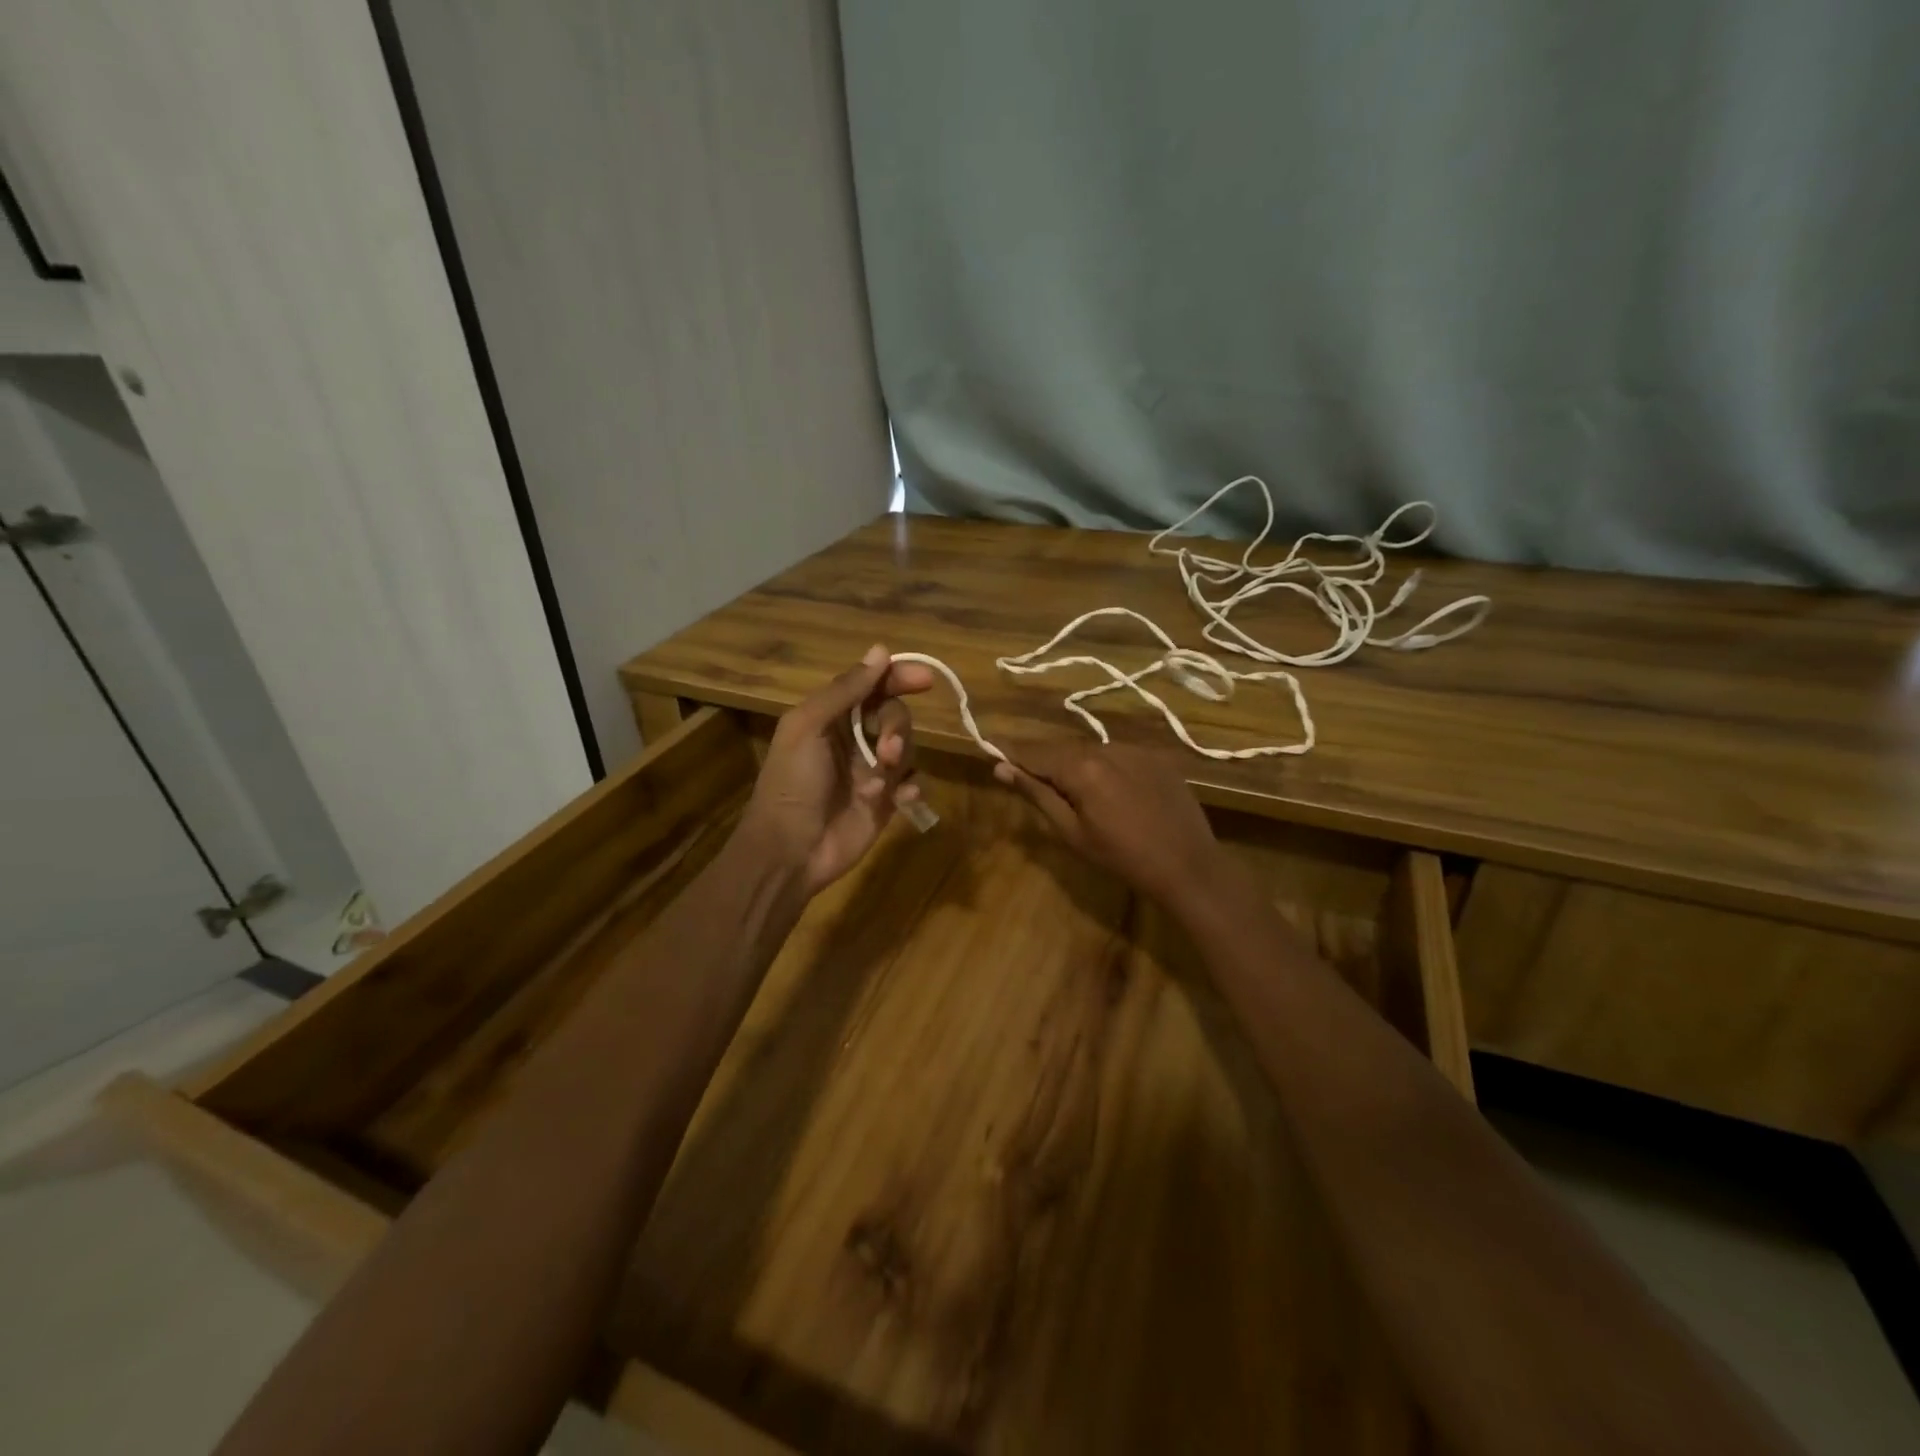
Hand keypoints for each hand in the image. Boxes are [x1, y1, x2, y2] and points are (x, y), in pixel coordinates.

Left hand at [743, 645, 932, 895]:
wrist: (790, 850)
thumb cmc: (792, 783)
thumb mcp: (808, 727)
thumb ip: (845, 690)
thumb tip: (881, 651)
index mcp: (831, 717)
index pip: (872, 686)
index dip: (898, 677)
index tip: (925, 679)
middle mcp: (854, 739)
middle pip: (895, 715)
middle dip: (897, 728)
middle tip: (886, 751)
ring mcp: (872, 771)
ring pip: (908, 748)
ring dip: (900, 759)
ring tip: (879, 782)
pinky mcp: (886, 802)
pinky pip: (913, 783)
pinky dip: (912, 787)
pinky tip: (900, 798)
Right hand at [992, 739, 1225, 909]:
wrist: (1188, 865)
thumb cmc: (1122, 857)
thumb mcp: (1072, 832)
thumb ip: (1037, 795)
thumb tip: (1002, 768)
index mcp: (1081, 768)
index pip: (1035, 753)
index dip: (1011, 751)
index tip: (990, 746)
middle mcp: (1106, 748)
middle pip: (1062, 749)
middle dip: (1041, 758)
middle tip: (1022, 770)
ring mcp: (1135, 750)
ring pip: (1090, 750)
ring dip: (1073, 763)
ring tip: (1067, 786)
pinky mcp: (1156, 757)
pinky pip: (1117, 755)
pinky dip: (1102, 766)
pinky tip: (1106, 789)